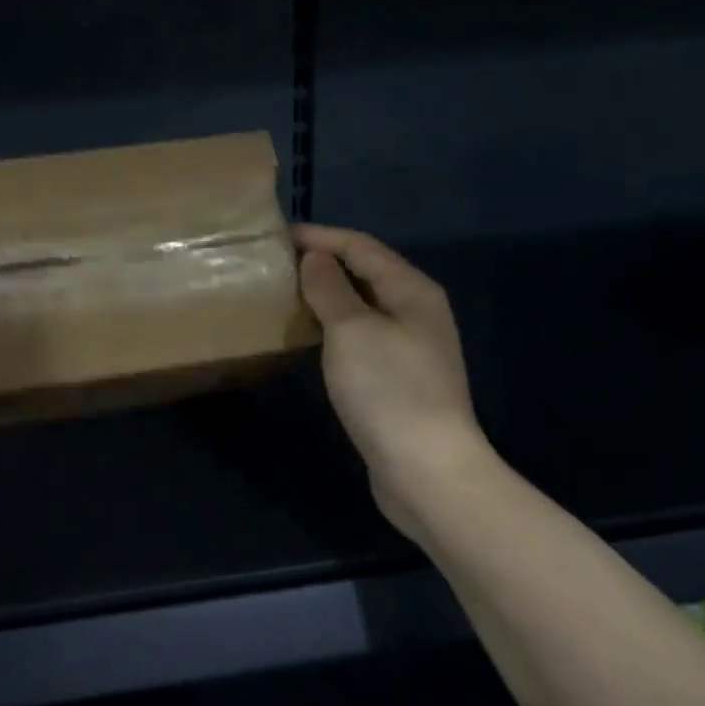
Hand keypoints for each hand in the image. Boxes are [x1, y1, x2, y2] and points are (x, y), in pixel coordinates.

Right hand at [293, 225, 493, 539]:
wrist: (427, 469)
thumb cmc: (388, 389)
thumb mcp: (351, 329)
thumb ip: (330, 287)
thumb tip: (316, 257)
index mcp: (412, 290)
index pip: (361, 246)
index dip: (320, 236)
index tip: (277, 236)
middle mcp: (417, 311)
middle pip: (366, 272)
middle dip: (324, 262)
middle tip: (278, 263)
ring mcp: (412, 346)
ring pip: (363, 305)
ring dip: (327, 294)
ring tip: (287, 293)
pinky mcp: (400, 378)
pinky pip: (361, 334)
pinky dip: (334, 325)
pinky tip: (311, 335)